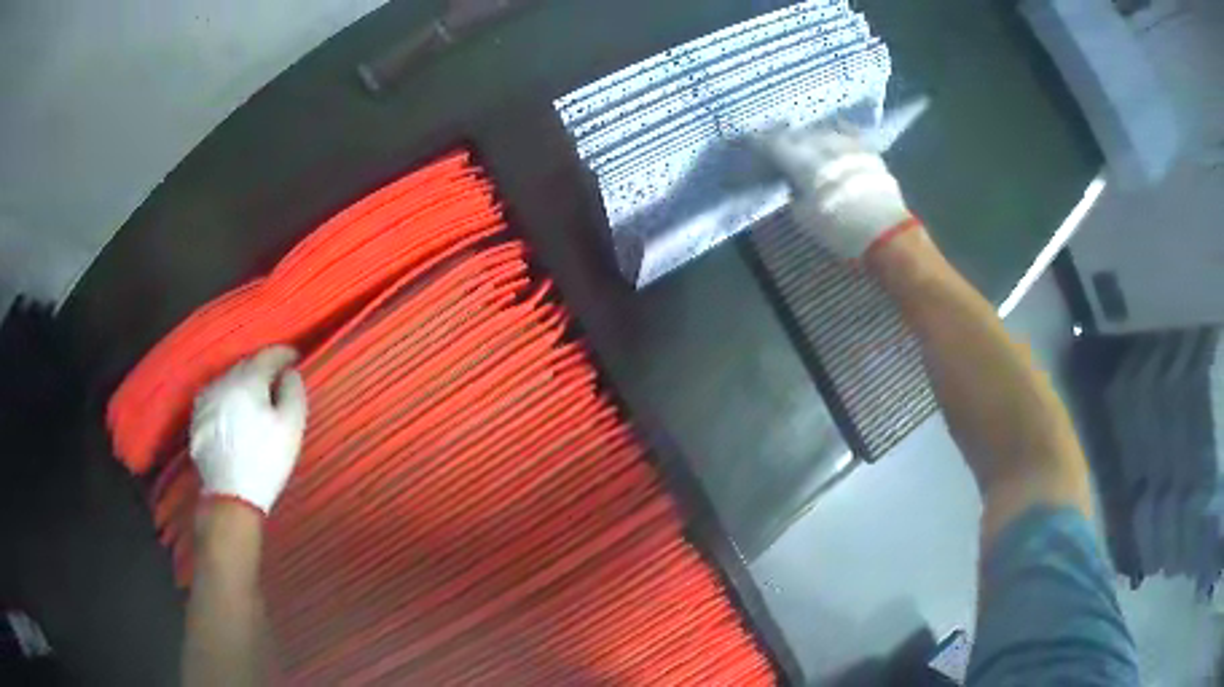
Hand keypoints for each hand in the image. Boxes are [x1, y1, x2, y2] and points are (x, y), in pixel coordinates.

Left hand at [190, 345, 308, 514]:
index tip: (296, 358)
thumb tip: (290, 372)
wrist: (230, 497)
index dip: (284, 353)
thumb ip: (294, 392)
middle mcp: (223, 381)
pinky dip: (228, 398)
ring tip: (255, 398)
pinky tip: (235, 413)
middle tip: (277, 381)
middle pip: (246, 365)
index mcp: (247, 380)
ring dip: (244, 383)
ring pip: (229, 380)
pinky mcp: (197, 417)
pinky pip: (216, 396)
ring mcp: (206, 399)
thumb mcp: (291, 427)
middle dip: (263, 369)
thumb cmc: (265, 461)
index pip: (268, 354)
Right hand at [761, 124, 911, 258]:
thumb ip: (794, 194)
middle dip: (785, 140)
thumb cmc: (840, 230)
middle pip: (796, 135)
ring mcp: (846, 144)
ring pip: (820, 132)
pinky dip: (836, 135)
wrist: (886, 233)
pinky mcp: (867, 149)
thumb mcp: (805, 218)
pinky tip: (834, 139)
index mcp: (801, 161)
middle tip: (778, 148)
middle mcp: (822, 144)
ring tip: (806, 146)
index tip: (747, 143)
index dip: (757, 143)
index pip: (771, 144)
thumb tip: (794, 183)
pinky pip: (846, 134)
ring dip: (810, 138)